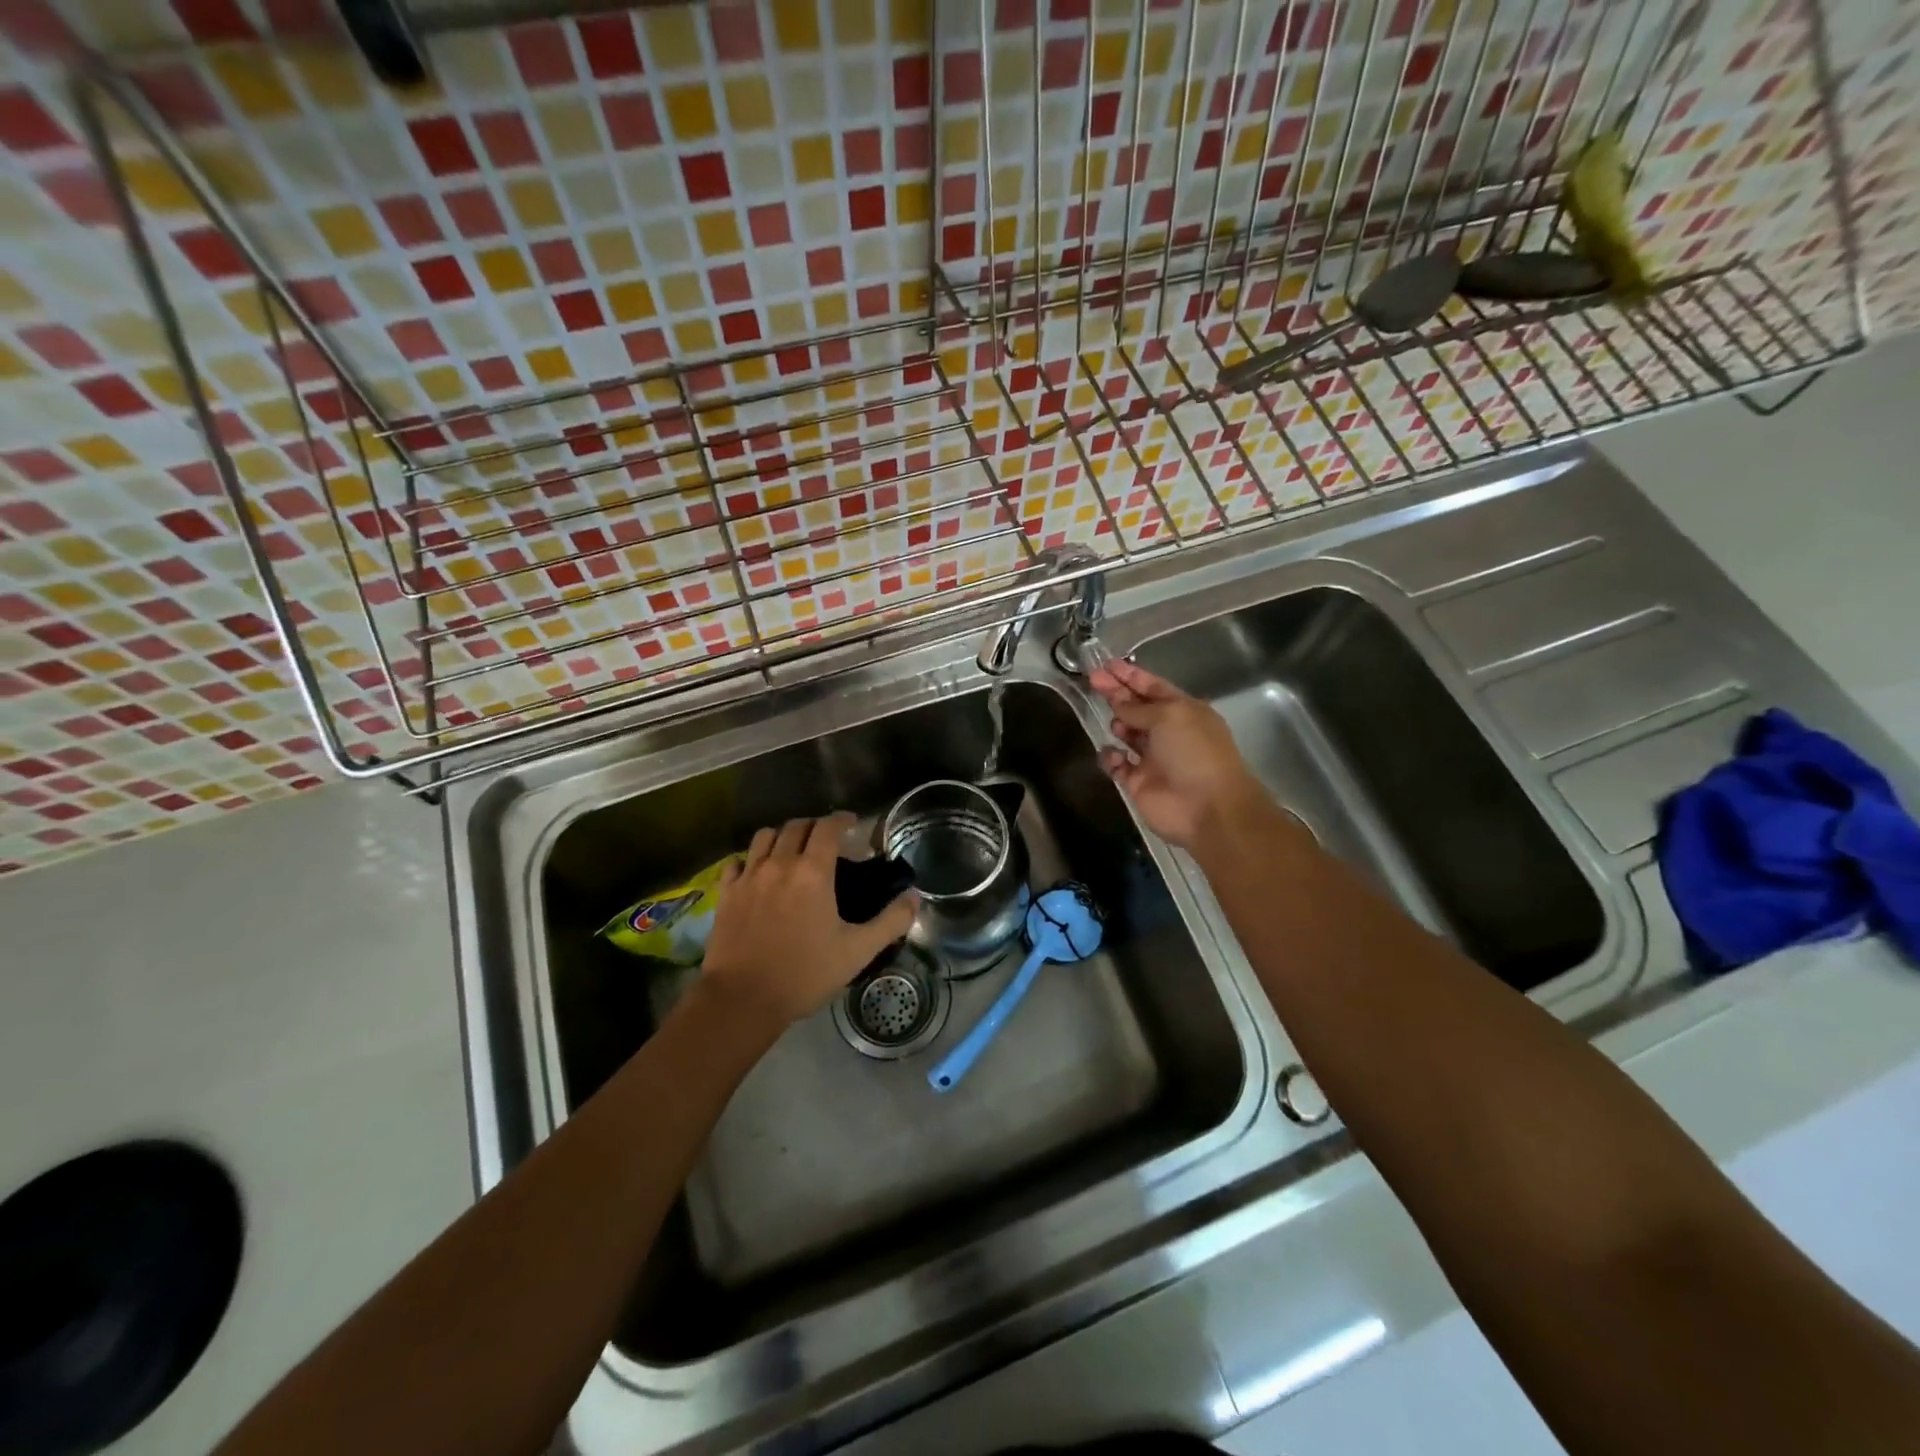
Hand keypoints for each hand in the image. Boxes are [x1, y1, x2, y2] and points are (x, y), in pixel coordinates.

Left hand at [700, 814, 917, 1027]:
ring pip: (764, 837)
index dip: (842, 819)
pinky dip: (750, 859)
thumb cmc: (805, 974)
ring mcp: (748, 877)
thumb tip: (914, 897)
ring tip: (792, 849)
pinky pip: (737, 862)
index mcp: (813, 872)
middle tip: (827, 839)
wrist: (743, 1000)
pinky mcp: (726, 894)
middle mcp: (779, 864)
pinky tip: (757, 872)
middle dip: (814, 826)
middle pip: (796, 826)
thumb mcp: (857, 952)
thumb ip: (890, 922)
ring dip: (782, 836)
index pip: (827, 827)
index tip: (852, 823)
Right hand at [1089, 658, 1265, 849]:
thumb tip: (1118, 702)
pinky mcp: (1138, 782)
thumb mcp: (1169, 716)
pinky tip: (1113, 754)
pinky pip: (1117, 765)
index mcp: (1183, 711)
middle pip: (1136, 708)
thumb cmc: (1194, 752)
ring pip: (1127, 735)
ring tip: (1115, 723)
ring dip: (1118, 724)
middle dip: (1116, 694)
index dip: (1130, 675)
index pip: (1153, 687)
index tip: (1106, 664)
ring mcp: (1153, 758)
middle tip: (1092, 680)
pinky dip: (1111, 758)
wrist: (1206, 807)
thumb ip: (1138, 708)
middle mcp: (1168, 732)